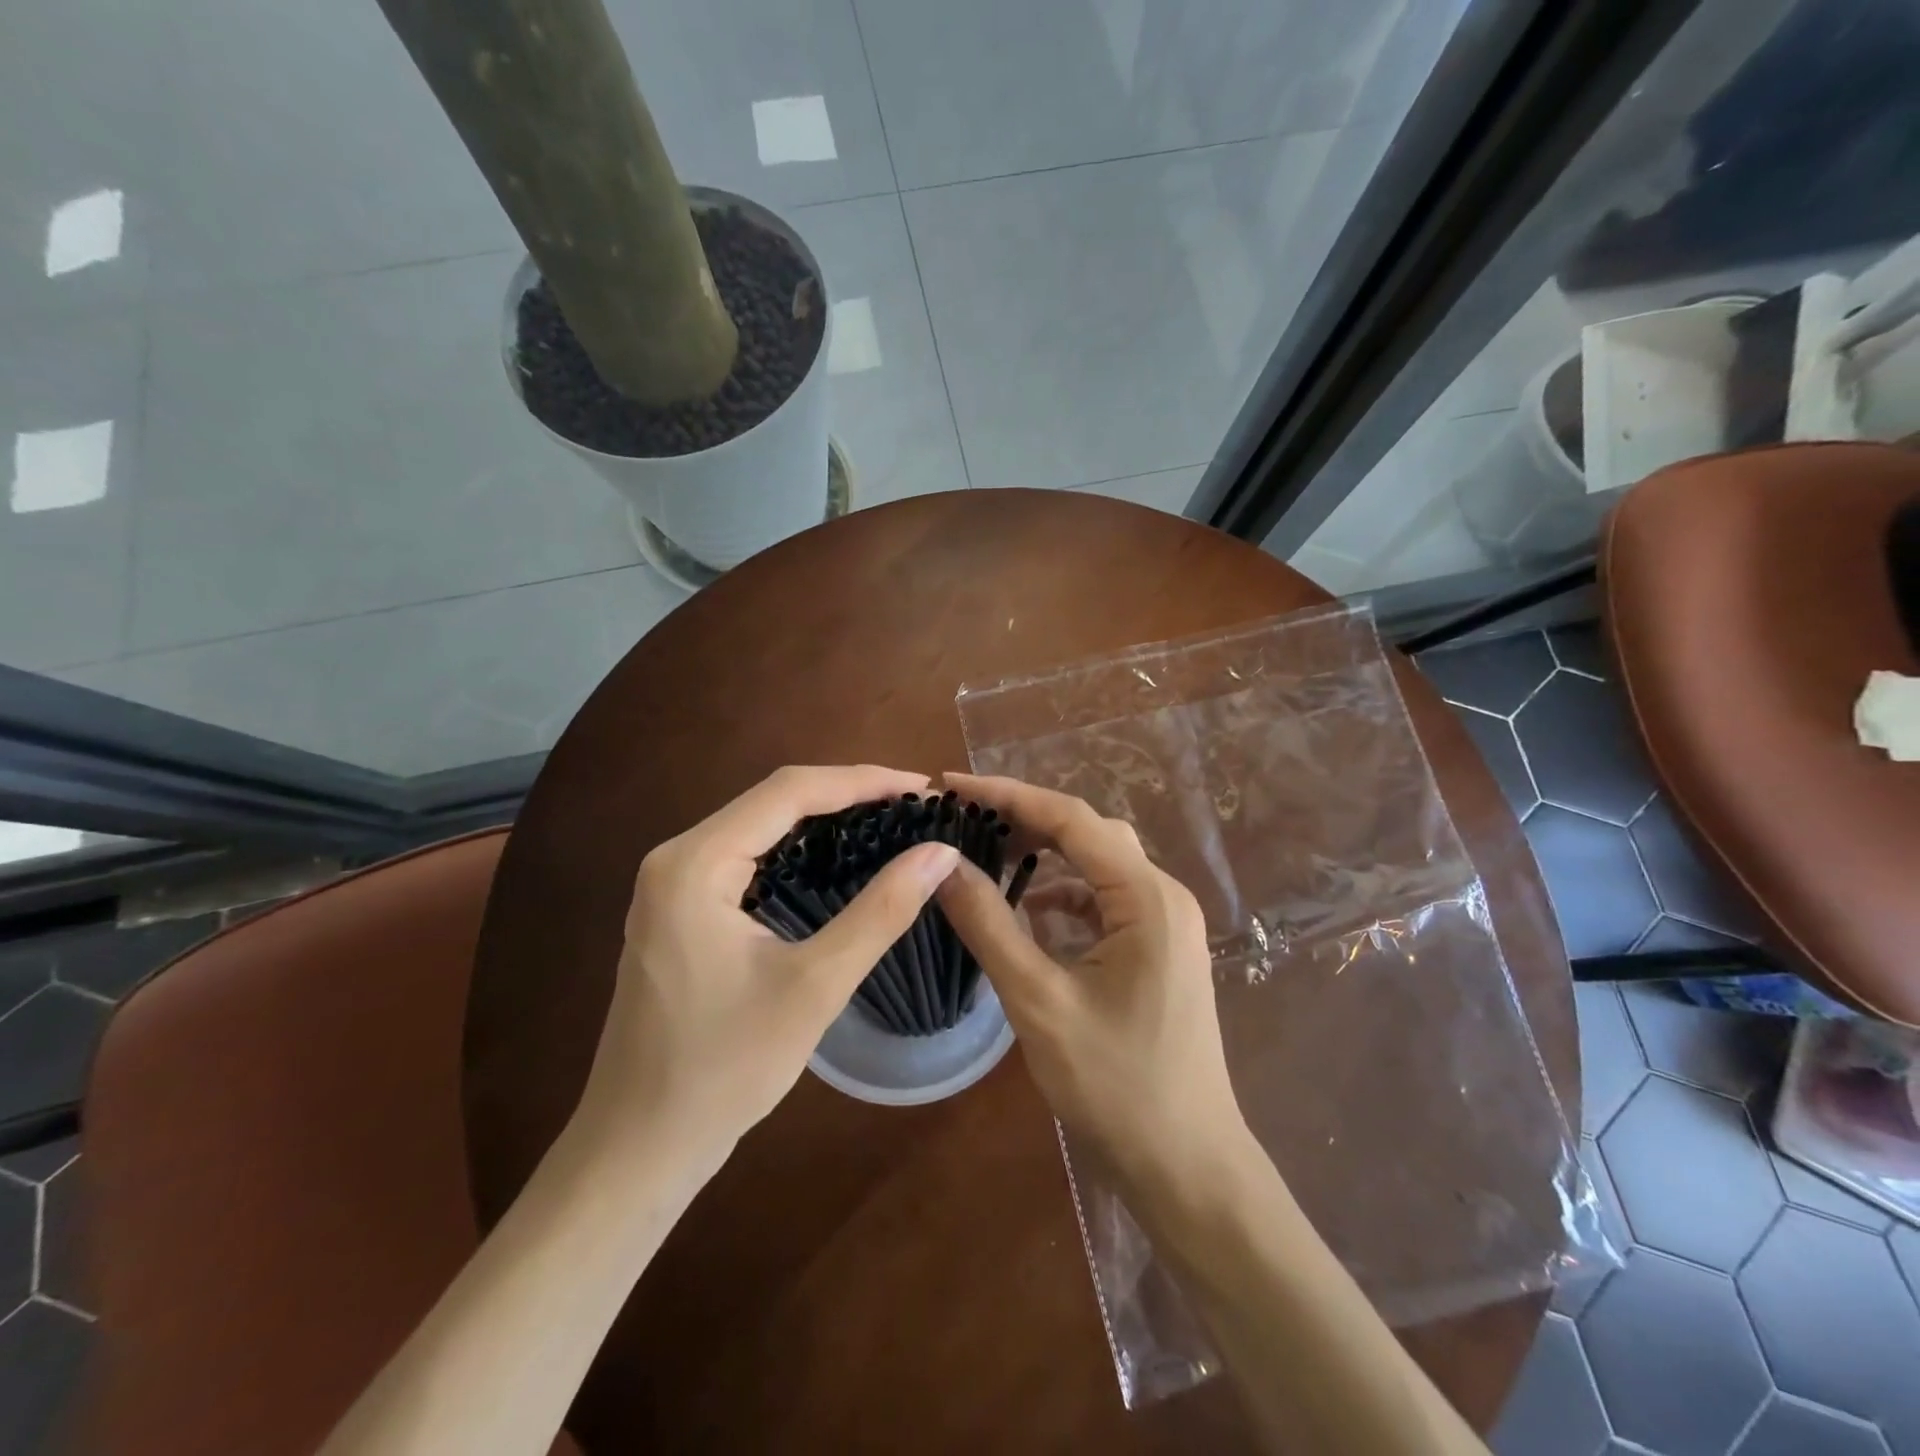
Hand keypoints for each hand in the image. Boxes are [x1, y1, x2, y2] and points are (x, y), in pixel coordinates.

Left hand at [573, 765, 960, 1172]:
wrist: (638, 1148)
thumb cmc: (724, 1070)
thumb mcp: (815, 986)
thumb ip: (881, 911)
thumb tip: (941, 853)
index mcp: (695, 863)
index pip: (790, 791)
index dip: (862, 781)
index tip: (922, 789)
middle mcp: (676, 856)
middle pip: (773, 800)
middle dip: (847, 794)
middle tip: (914, 806)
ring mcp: (671, 882)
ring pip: (760, 824)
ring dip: (824, 818)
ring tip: (888, 822)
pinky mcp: (678, 908)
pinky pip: (746, 855)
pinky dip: (797, 848)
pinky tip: (836, 859)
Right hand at [936, 773, 1249, 1195]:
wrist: (1188, 1169)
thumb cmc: (1116, 1086)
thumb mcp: (1039, 1001)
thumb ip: (989, 925)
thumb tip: (941, 863)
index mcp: (1146, 897)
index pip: (1070, 819)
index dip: (1007, 795)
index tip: (951, 787)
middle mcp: (1163, 896)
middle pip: (1088, 833)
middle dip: (1025, 820)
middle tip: (964, 822)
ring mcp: (1165, 924)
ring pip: (1097, 864)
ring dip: (1044, 857)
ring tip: (988, 857)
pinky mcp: (1157, 949)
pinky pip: (1105, 900)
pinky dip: (1064, 896)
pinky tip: (1029, 914)